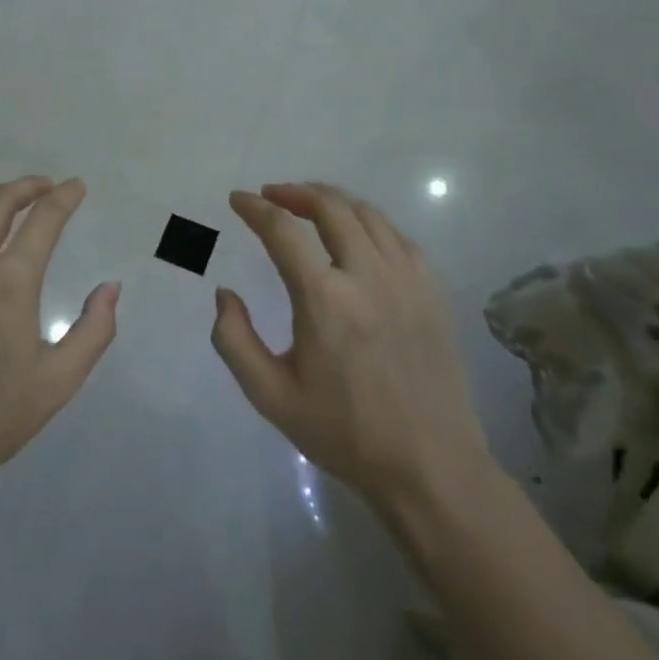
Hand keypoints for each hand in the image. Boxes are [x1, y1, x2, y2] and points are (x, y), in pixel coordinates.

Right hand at [212, 183, 491, 504]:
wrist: (430, 467)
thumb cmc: (344, 432)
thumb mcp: (271, 396)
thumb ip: (234, 340)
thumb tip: (225, 294)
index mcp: (324, 299)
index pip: (282, 230)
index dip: (255, 208)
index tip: (238, 200)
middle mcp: (367, 276)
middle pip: (330, 207)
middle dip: (295, 192)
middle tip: (272, 195)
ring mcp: (407, 281)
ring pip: (368, 215)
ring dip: (333, 201)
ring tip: (310, 205)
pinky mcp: (433, 292)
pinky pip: (398, 237)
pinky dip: (369, 224)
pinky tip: (358, 236)